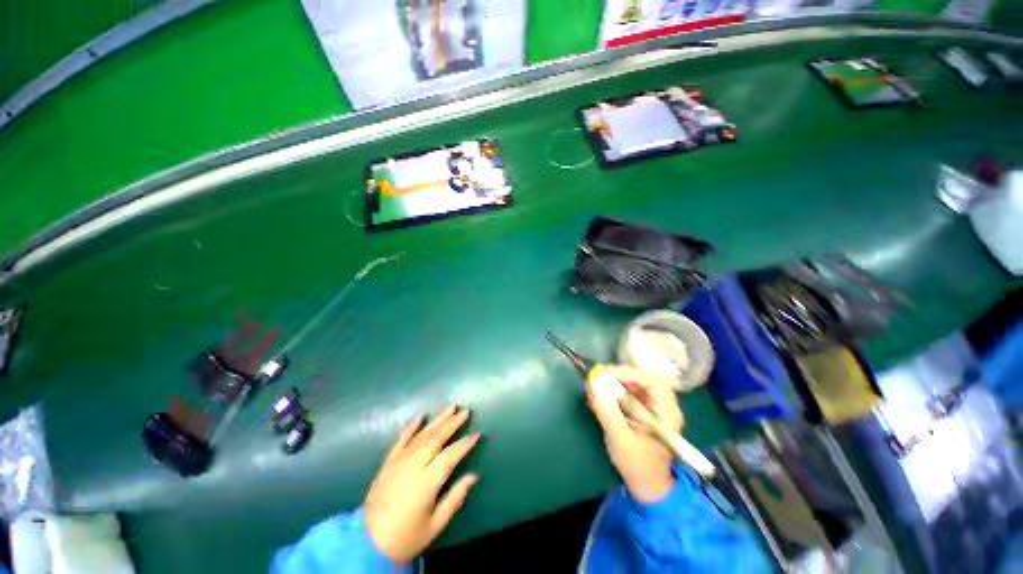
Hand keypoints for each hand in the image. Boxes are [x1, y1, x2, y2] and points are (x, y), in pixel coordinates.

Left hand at [364, 406, 480, 561]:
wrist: (367, 543)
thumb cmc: (406, 537)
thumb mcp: (435, 524)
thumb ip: (455, 498)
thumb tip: (473, 476)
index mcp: (426, 483)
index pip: (449, 456)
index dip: (463, 444)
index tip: (476, 435)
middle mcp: (412, 467)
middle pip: (435, 439)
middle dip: (452, 424)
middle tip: (465, 411)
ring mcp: (398, 462)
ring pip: (421, 435)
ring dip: (437, 420)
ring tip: (450, 408)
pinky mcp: (388, 462)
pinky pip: (400, 440)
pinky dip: (410, 427)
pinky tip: (420, 416)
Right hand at [586, 365, 684, 502]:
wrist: (647, 486)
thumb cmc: (637, 465)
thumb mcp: (620, 439)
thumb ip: (607, 411)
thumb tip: (593, 384)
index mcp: (667, 413)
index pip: (654, 381)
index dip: (631, 373)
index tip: (608, 374)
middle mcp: (664, 406)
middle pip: (644, 378)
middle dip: (621, 375)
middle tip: (600, 377)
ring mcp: (654, 407)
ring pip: (636, 383)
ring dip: (616, 382)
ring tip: (597, 386)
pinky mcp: (643, 410)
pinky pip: (629, 392)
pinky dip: (615, 390)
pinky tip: (601, 396)